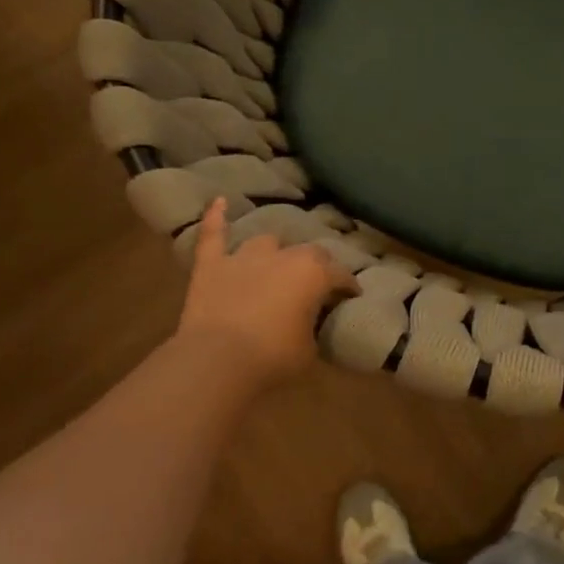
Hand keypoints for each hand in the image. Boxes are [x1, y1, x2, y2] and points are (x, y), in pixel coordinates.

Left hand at [175, 199, 358, 389]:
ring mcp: (245, 257)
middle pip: (309, 253)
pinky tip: (219, 201)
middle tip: (319, 284)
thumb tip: (315, 332)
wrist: (216, 362)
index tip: (352, 296)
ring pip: (267, 242)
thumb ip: (315, 333)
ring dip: (275, 251)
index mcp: (314, 275)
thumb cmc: (273, 359)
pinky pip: (213, 234)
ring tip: (278, 261)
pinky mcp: (212, 265)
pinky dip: (216, 217)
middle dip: (318, 265)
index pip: (341, 275)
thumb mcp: (310, 353)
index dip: (349, 286)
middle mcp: (283, 257)